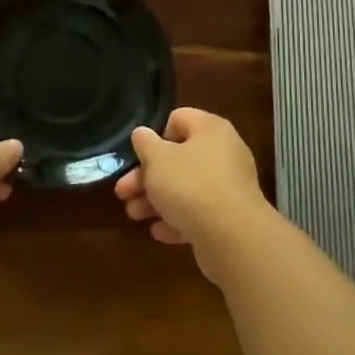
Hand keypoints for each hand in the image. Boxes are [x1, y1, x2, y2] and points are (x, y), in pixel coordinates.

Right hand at [116, 107, 268, 279]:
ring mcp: (229, 186)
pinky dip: (178, 220)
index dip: (155, 136)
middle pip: (178, 158)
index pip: (178, 119)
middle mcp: (223, 152)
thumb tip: (142, 134)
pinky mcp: (230, 217)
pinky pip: (199, 213)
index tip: (138, 156)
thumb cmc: (189, 185)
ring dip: (157, 200)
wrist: (232, 236)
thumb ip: (145, 143)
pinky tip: (159, 232)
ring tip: (134, 215)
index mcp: (210, 129)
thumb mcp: (156, 159)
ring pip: (185, 188)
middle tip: (123, 192)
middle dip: (147, 176)